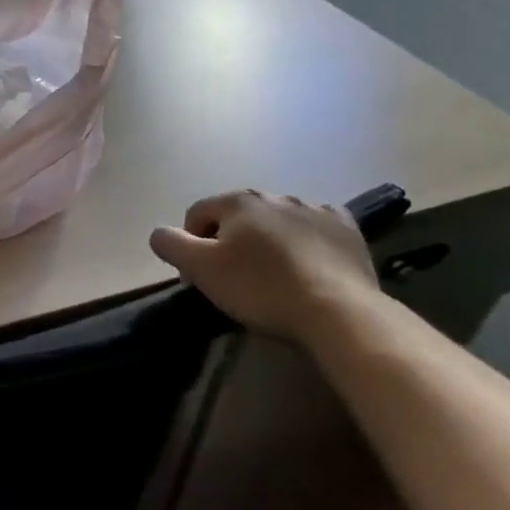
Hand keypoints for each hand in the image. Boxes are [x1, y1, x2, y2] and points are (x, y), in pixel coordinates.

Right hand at [149, 190, 381, 340]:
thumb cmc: (261, 288)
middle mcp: (275, 195)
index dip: (192, 245)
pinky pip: (315, 230)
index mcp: (238, 201)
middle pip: (238, 217)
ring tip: (274, 276)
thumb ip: (169, 243)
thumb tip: (161, 234)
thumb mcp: (200, 268)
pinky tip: (308, 266)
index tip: (201, 277)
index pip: (198, 214)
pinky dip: (306, 242)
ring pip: (277, 222)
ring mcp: (316, 210)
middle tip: (235, 279)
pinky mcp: (348, 231)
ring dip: (268, 241)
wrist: (340, 314)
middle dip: (231, 241)